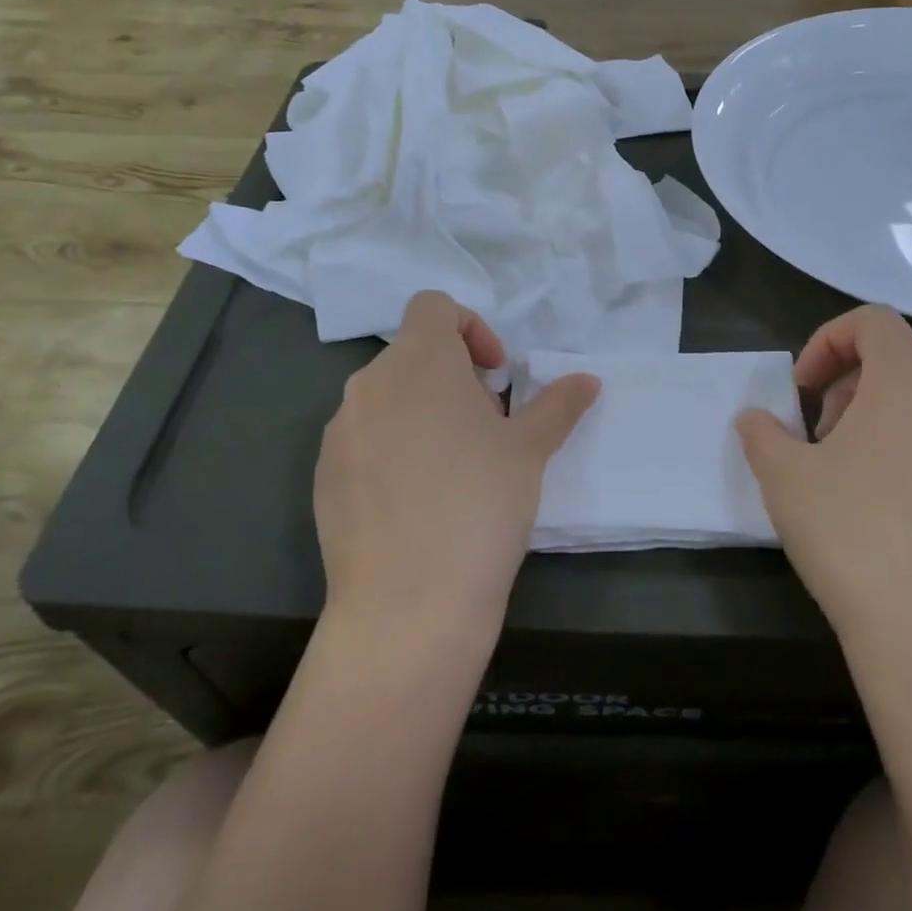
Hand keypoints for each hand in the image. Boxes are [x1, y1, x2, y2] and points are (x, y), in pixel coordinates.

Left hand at [314, 291, 598, 639]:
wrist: (408, 604)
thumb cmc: (480, 506)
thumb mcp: (529, 451)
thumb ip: (558, 404)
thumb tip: (588, 380)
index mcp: (419, 361)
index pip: (434, 306)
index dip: (471, 328)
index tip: (495, 376)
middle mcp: (369, 384)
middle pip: (413, 354)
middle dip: (453, 377)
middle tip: (486, 427)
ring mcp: (340, 431)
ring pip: (387, 398)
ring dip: (423, 412)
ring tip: (454, 467)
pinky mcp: (323, 475)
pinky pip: (363, 440)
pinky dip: (392, 449)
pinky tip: (417, 502)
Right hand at [736, 305, 911, 662]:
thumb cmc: (854, 537)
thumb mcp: (785, 478)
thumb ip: (762, 434)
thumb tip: (756, 419)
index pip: (875, 322)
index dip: (828, 340)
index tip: (803, 390)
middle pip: (898, 365)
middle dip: (846, 389)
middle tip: (817, 440)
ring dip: (874, 424)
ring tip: (845, 480)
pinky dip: (906, 456)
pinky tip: (883, 516)